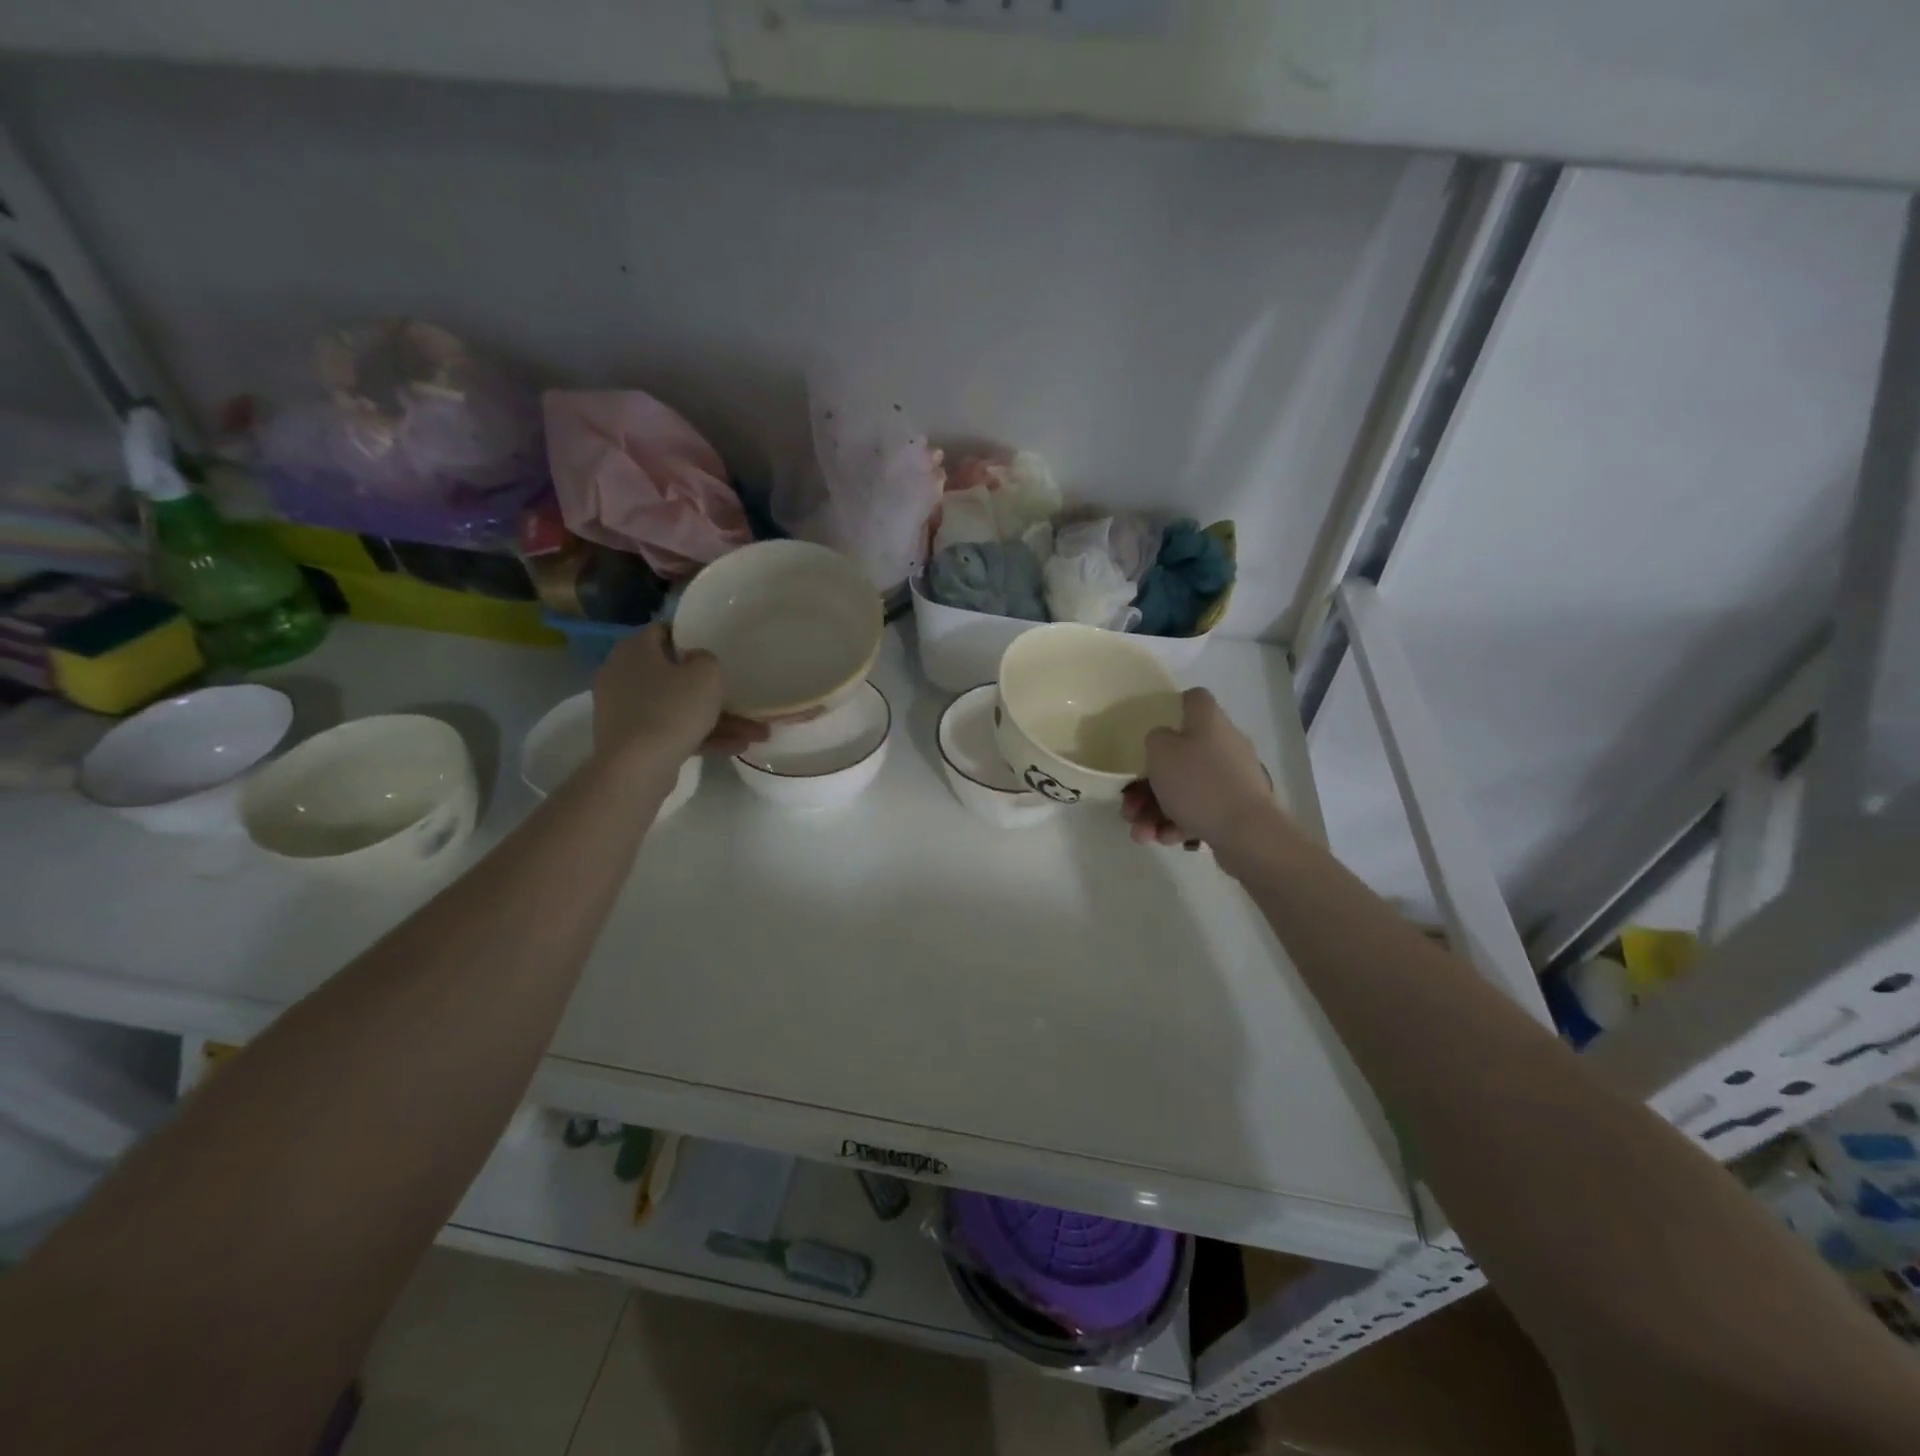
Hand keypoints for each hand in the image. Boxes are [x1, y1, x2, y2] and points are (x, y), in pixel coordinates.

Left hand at [592, 624, 767, 765]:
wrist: (635, 768)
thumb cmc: (671, 709)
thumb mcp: (705, 675)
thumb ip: (706, 659)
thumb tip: (696, 661)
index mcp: (635, 650)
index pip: (663, 631)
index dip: (691, 637)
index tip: (716, 649)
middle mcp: (623, 674)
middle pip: (674, 674)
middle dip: (712, 689)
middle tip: (741, 696)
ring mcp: (626, 710)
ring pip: (678, 707)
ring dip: (717, 718)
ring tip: (755, 733)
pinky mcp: (632, 739)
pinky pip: (672, 730)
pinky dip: (701, 736)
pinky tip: (736, 747)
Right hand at [1122, 688, 1281, 856]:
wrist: (1248, 833)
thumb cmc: (1199, 783)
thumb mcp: (1160, 752)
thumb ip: (1154, 739)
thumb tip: (1164, 741)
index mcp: (1209, 721)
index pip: (1193, 699)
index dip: (1170, 708)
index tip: (1149, 731)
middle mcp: (1224, 744)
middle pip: (1179, 754)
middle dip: (1147, 784)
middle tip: (1129, 806)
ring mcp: (1231, 779)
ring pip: (1184, 788)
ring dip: (1156, 810)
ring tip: (1141, 834)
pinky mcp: (1235, 809)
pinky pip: (1199, 810)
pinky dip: (1178, 823)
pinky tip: (1165, 839)